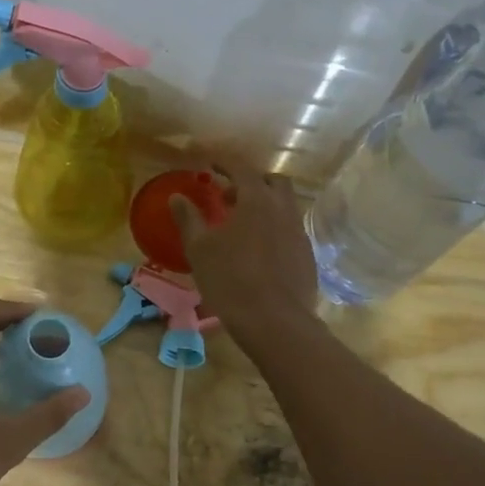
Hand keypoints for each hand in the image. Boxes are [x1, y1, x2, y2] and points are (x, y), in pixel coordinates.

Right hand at [170, 161, 316, 339]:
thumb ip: (188, 219)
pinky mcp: (307, 255)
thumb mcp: (199, 249)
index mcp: (257, 200)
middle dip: (252, 181)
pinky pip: (290, 230)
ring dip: (265, 206)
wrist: (274, 322)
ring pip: (285, 206)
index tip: (210, 164)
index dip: (224, 163)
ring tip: (242, 225)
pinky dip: (275, 228)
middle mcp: (283, 209)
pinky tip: (259, 250)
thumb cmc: (230, 280)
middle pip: (273, 182)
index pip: (242, 168)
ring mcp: (299, 232)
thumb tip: (177, 196)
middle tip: (229, 196)